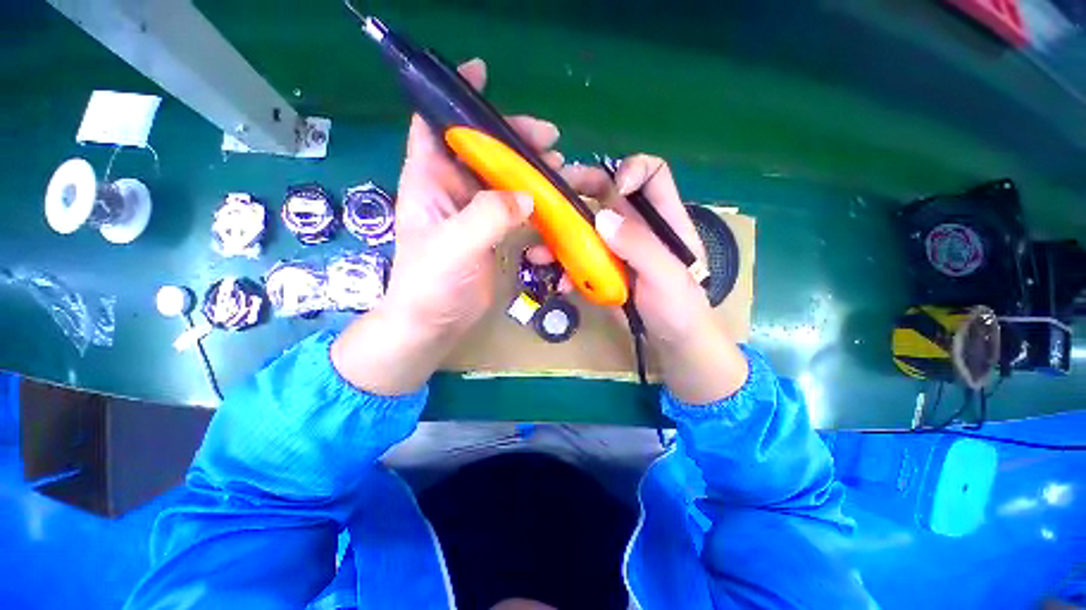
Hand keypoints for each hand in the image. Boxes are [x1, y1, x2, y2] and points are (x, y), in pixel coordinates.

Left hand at [332, 59, 562, 394]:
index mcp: (429, 182)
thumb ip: (489, 216)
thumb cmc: (431, 285)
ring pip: (501, 178)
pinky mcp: (489, 234)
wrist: (434, 324)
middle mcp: (450, 192)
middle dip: (511, 139)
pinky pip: (512, 208)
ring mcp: (473, 214)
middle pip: (480, 150)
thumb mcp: (455, 246)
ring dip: (528, 170)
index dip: (453, 97)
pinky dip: (531, 202)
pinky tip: (549, 203)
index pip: (434, 126)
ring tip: (558, 166)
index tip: (481, 74)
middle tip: (548, 138)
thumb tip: (528, 196)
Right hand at [559, 155, 748, 403]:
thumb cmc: (680, 309)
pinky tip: (558, 283)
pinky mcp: (603, 269)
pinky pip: (580, 259)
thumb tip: (600, 217)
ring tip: (538, 254)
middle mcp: (637, 227)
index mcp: (663, 219)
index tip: (611, 189)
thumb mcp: (666, 277)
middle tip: (550, 202)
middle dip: (577, 193)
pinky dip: (566, 268)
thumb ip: (639, 246)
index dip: (630, 170)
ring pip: (585, 228)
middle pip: (606, 194)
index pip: (652, 174)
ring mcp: (616, 249)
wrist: (672, 342)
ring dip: (560, 238)